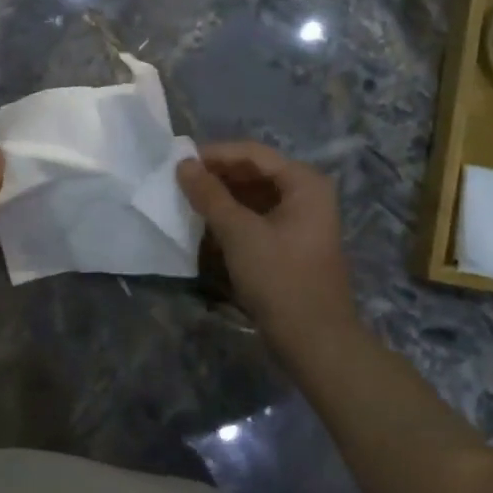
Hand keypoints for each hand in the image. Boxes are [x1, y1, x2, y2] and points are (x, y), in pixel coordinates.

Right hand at [178, 142, 357, 350]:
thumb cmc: (279, 278)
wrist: (314, 338)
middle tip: (179, 181)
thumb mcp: (239, 233)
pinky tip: (207, 224)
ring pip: (255, 196)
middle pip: (255, 172)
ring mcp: (302, 220)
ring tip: (188, 200)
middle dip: (217, 175)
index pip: (252, 154)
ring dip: (223, 196)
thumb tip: (183, 165)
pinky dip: (234, 217)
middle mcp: (308, 194)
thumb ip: (209, 195)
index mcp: (304, 182)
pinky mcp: (292, 243)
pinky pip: (258, 217)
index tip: (178, 161)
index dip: (214, 154)